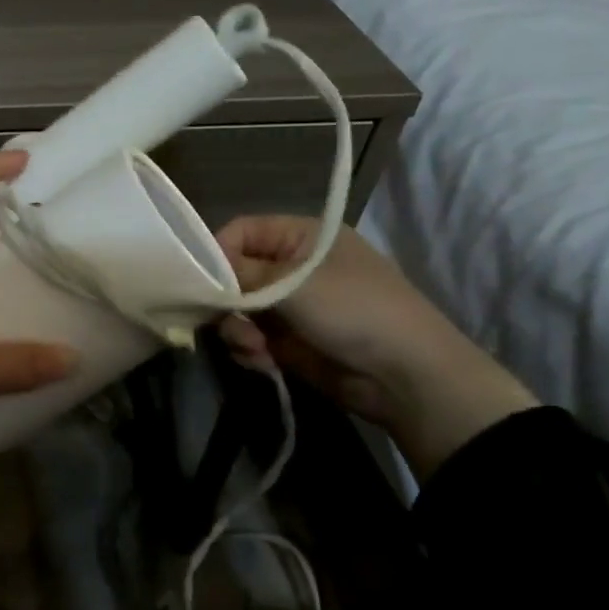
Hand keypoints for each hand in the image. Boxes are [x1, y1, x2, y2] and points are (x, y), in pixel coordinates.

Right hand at [215, 216, 537, 478]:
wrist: (407, 377)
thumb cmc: (354, 311)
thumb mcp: (294, 284)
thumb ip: (241, 273)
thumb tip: (201, 272)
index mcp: (303, 238)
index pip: (242, 231)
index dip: (217, 253)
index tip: (201, 281)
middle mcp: (294, 268)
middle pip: (235, 274)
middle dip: (227, 301)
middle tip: (227, 322)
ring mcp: (293, 307)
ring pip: (239, 311)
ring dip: (238, 330)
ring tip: (254, 348)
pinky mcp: (290, 342)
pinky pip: (252, 339)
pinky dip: (250, 350)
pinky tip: (263, 361)